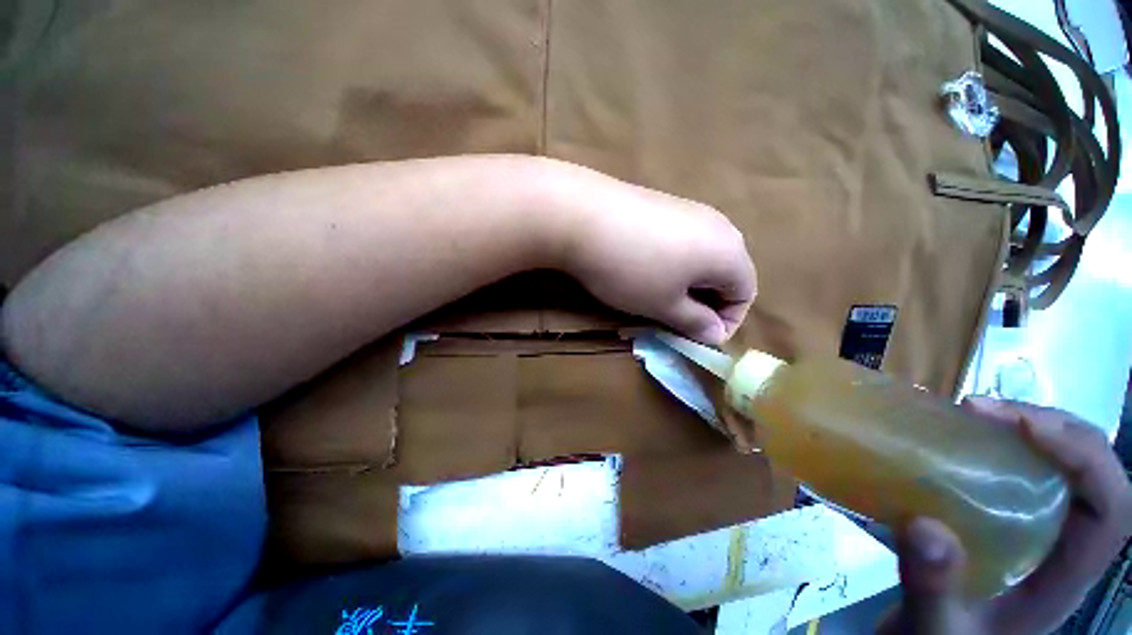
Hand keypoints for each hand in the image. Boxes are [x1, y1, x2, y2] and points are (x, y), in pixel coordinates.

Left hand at [546, 162, 755, 344]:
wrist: (583, 217)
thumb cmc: (631, 270)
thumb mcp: (665, 306)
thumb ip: (696, 323)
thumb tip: (715, 334)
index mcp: (729, 251)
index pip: (745, 294)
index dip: (726, 322)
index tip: (696, 337)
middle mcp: (719, 224)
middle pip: (725, 272)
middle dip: (705, 302)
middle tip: (676, 319)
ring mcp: (690, 208)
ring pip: (701, 256)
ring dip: (687, 283)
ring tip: (659, 296)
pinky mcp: (664, 203)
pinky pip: (681, 240)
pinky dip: (672, 262)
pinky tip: (645, 268)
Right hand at [879, 398, 1131, 634]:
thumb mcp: (934, 630)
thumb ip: (935, 590)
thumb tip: (926, 526)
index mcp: (1064, 577)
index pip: (1112, 508)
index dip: (1084, 458)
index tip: (1020, 427)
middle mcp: (1062, 544)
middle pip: (1093, 472)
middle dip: (1054, 429)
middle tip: (984, 410)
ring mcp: (1036, 529)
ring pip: (1062, 464)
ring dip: (1029, 427)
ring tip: (973, 412)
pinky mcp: (1005, 518)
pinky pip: (1021, 468)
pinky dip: (1000, 440)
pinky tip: (964, 435)